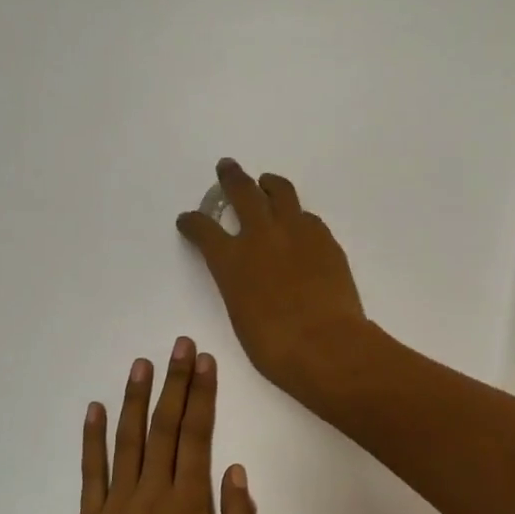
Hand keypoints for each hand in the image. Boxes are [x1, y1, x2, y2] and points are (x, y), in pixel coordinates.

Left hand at [78, 337, 256, 513]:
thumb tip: (236, 469)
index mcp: (188, 503)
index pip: (198, 435)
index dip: (202, 395)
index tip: (204, 362)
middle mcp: (152, 493)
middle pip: (165, 426)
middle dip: (174, 382)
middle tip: (179, 345)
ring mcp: (116, 504)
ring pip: (127, 440)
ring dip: (135, 398)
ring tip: (141, 363)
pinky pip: (90, 472)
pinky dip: (92, 438)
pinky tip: (94, 408)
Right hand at [176, 160, 371, 398]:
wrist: (326, 344)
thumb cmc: (275, 346)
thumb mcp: (241, 315)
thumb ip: (239, 285)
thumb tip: (250, 275)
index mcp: (231, 260)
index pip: (203, 228)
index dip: (192, 221)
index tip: (188, 219)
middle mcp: (261, 235)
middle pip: (242, 191)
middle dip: (231, 177)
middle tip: (227, 167)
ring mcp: (296, 231)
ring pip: (280, 192)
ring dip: (269, 185)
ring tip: (266, 184)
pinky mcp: (325, 238)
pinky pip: (307, 217)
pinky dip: (297, 216)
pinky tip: (299, 224)